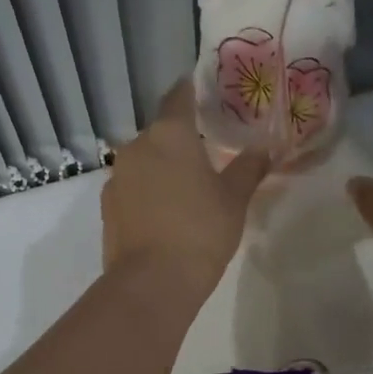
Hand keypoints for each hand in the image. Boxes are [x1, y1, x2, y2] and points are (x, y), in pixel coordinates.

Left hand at [102, 79, 270, 299]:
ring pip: (144, 161)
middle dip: (181, 139)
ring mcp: (117, 177)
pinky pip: (133, 188)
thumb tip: (264, 148)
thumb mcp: (234, 199)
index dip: (193, 91)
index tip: (208, 95)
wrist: (152, 283)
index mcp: (169, 134)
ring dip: (163, 168)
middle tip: (208, 153)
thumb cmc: (200, 231)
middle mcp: (136, 146)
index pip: (179, 96)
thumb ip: (248, 168)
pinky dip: (148, 192)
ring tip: (188, 189)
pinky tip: (166, 214)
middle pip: (160, 132)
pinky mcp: (108, 207)